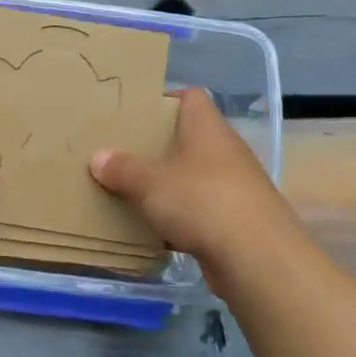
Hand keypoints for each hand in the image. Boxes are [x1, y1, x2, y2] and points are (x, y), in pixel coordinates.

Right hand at [90, 88, 296, 268]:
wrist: (257, 258)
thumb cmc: (203, 202)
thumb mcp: (152, 183)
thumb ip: (123, 169)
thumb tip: (98, 157)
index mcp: (208, 129)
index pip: (190, 98)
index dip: (163, 99)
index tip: (134, 112)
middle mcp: (225, 152)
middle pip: (188, 139)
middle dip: (157, 147)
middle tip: (122, 153)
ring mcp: (234, 188)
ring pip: (193, 178)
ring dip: (168, 185)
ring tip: (130, 191)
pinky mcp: (235, 221)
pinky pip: (200, 212)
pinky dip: (179, 218)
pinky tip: (153, 230)